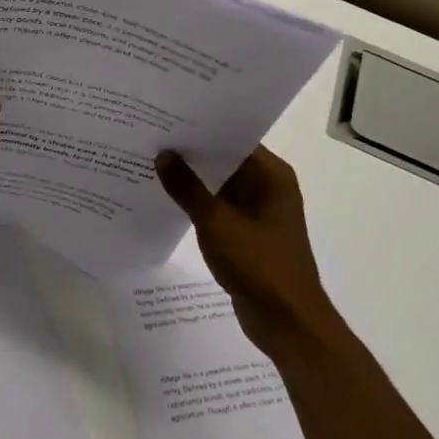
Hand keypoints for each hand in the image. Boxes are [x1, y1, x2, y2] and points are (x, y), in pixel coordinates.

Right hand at [156, 146, 336, 358]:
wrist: (287, 322)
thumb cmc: (258, 264)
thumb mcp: (216, 222)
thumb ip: (187, 187)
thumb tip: (164, 154)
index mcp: (272, 175)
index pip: (234, 137)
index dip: (202, 127)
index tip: (168, 116)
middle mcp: (269, 186)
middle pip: (226, 159)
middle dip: (192, 152)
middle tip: (152, 136)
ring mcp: (259, 211)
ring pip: (221, 184)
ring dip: (193, 178)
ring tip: (152, 161)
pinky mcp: (248, 233)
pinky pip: (220, 207)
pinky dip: (198, 202)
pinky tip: (167, 197)